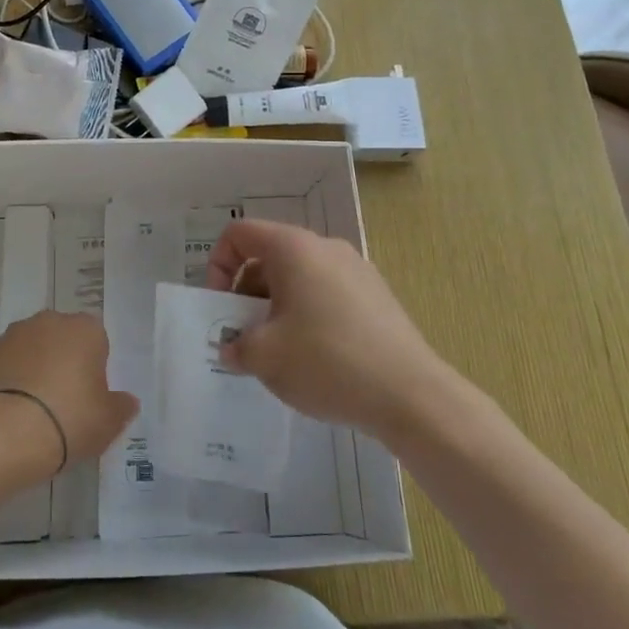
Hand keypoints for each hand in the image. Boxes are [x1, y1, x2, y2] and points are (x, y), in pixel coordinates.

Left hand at [0, 311, 137, 478]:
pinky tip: (10, 408)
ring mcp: (14, 334)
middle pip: (62, 338)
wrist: (8, 433)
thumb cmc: (70, 419)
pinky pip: (5, 362)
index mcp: (85, 329)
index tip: (89, 394)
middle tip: (64, 400)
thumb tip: (127, 401)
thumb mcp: (109, 422)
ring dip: (34, 366)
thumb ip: (121, 407)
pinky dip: (8, 378)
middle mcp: (50, 321)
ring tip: (33, 407)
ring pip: (31, 346)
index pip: (96, 339)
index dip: (94, 366)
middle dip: (63, 360)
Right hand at [205, 220, 451, 437]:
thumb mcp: (264, 357)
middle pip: (269, 256)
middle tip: (244, 336)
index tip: (220, 307)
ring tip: (278, 351)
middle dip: (246, 293)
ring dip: (276, 307)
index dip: (218, 265)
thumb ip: (236, 346)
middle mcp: (325, 248)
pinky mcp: (377, 297)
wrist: (410, 395)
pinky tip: (314, 358)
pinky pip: (326, 294)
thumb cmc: (326, 362)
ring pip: (299, 277)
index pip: (239, 233)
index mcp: (293, 248)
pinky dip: (307, 315)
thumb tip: (233, 348)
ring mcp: (356, 270)